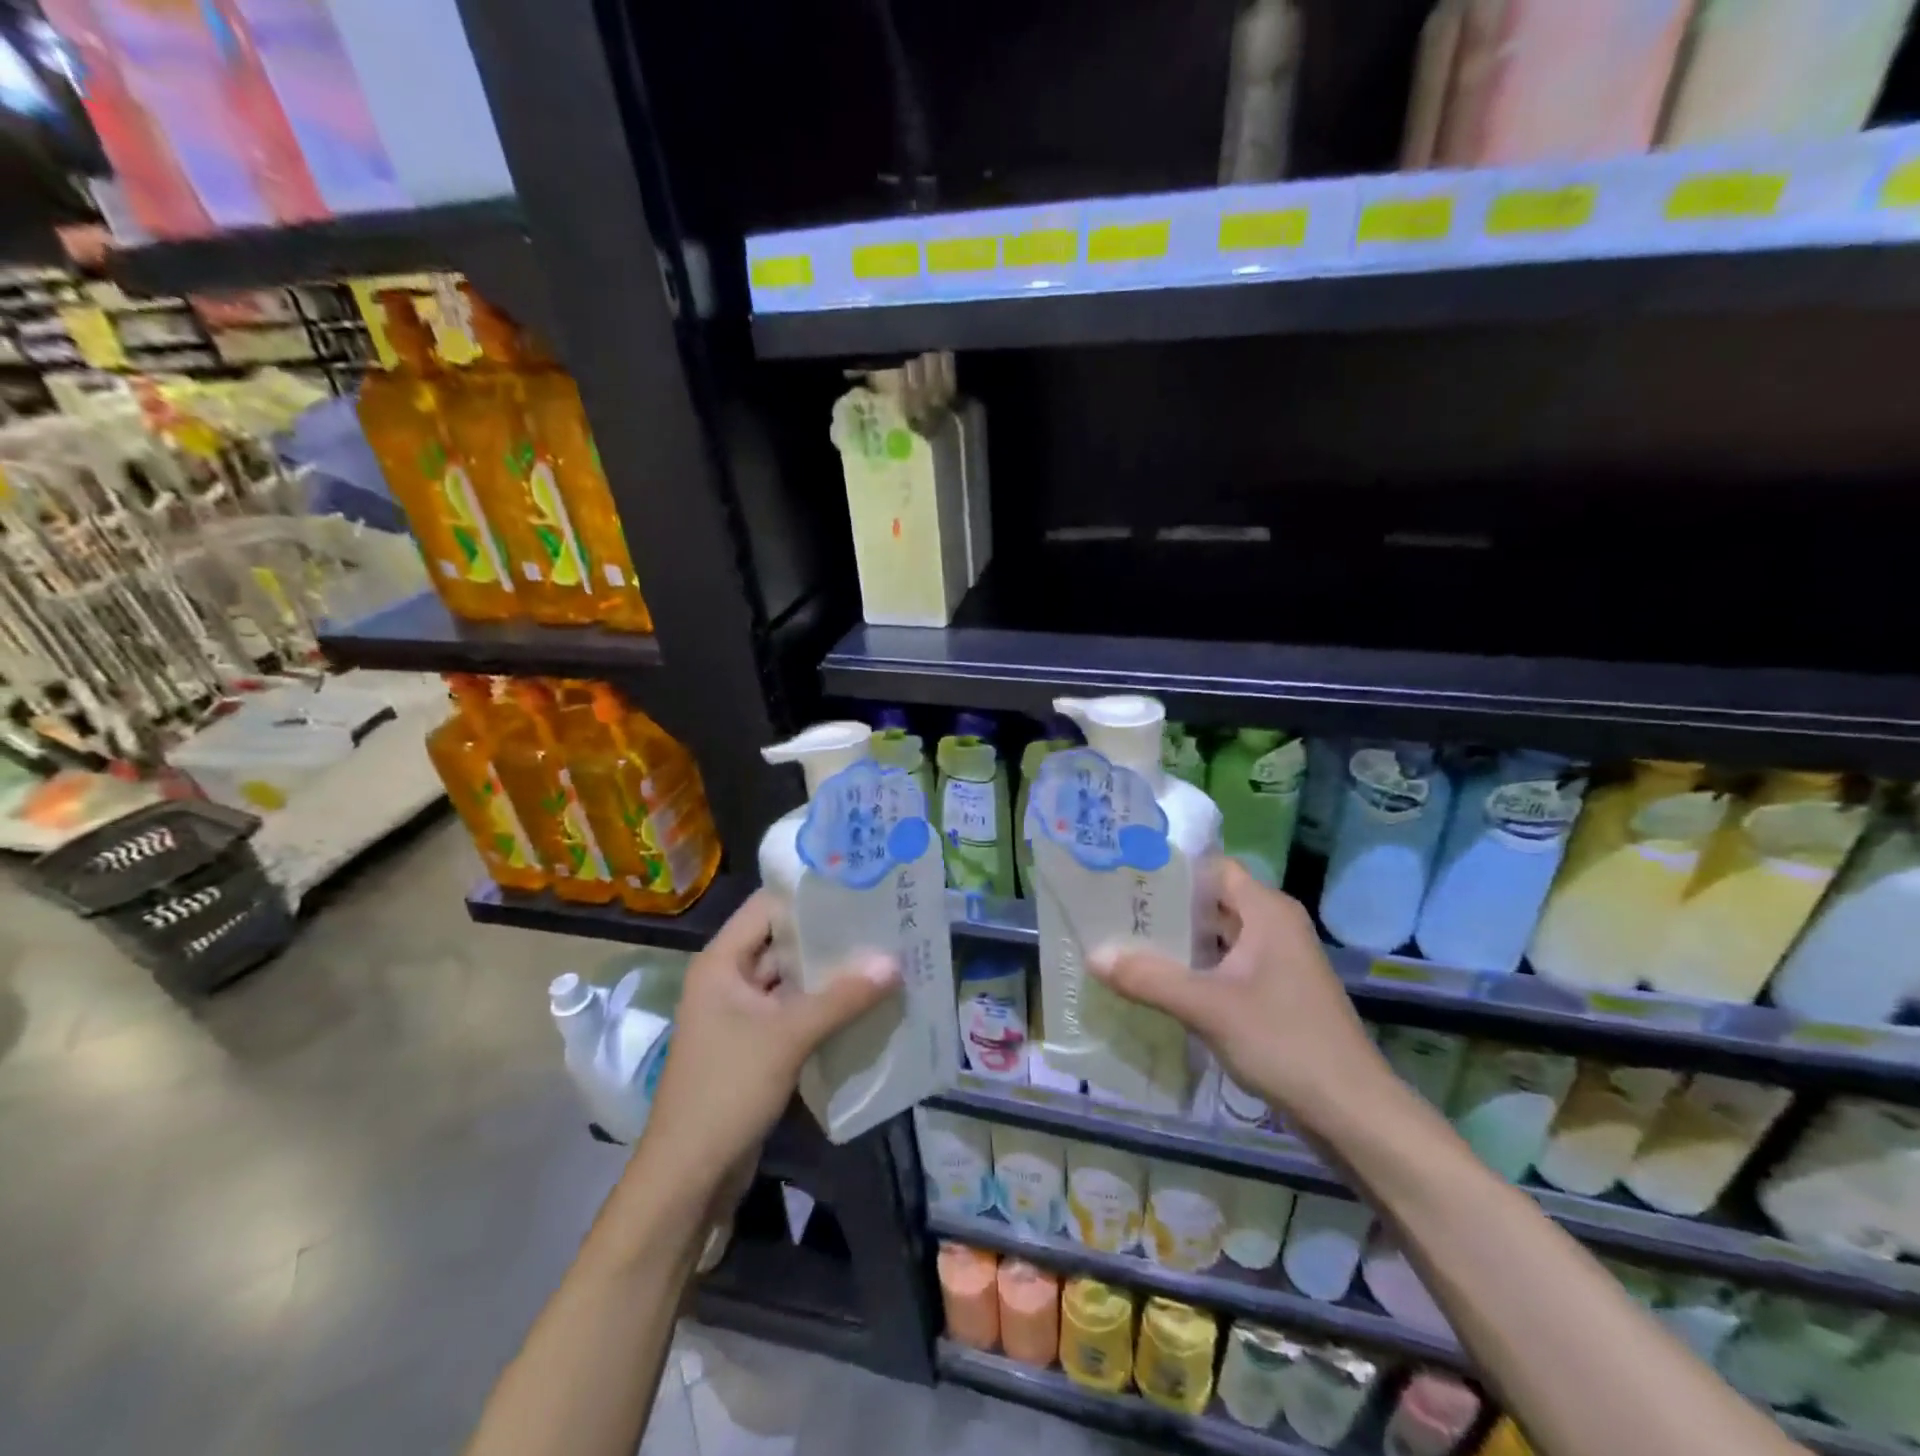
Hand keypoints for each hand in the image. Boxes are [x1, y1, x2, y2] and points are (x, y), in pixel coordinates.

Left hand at [640, 890, 899, 1193]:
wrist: (689, 1177)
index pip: (767, 908)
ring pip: (794, 982)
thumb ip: (841, 998)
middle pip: (784, 944)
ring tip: (884, 956)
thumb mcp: (787, 1037)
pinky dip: (826, 1008)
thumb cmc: (726, 1090)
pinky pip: (796, 1014)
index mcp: (722, 963)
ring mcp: (743, 1016)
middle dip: (830, 936)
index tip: (856, 883)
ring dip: (832, 975)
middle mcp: (730, 980)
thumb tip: (894, 961)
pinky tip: (866, 1003)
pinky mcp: (757, 1047)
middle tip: (883, 920)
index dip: (808, 894)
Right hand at [1088, 860, 1389, 1135]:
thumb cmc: (1284, 1042)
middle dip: (1164, 906)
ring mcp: (1277, 960)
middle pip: (1210, 900)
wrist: (1352, 1113)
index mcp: (1266, 910)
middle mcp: (1274, 925)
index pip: (1210, 867)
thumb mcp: (1207, 1007)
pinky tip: (1158, 980)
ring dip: (1177, 940)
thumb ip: (1148, 978)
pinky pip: (1226, 964)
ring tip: (1123, 941)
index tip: (1123, 873)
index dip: (1168, 867)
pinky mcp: (1275, 991)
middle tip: (1111, 909)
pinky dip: (1194, 967)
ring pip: (1217, 935)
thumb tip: (1092, 954)